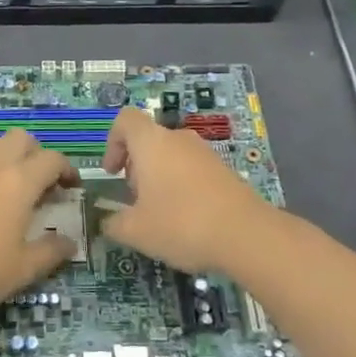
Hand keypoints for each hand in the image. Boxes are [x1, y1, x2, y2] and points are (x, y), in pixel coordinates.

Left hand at [0, 131, 78, 328]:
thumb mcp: (23, 269)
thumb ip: (51, 251)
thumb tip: (70, 242)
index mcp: (18, 182)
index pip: (52, 159)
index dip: (67, 170)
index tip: (71, 188)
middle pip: (21, 138)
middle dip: (36, 154)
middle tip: (39, 183)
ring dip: (3, 150)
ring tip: (5, 179)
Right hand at [100, 106, 273, 272]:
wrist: (247, 236)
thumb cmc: (181, 224)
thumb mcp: (135, 231)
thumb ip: (114, 223)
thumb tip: (108, 222)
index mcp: (151, 143)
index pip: (125, 120)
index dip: (113, 142)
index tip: (113, 172)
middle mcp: (179, 139)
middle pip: (149, 140)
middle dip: (136, 166)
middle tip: (135, 200)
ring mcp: (206, 153)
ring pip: (172, 155)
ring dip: (159, 178)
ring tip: (161, 213)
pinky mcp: (225, 171)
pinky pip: (193, 170)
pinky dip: (183, 187)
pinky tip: (187, 220)